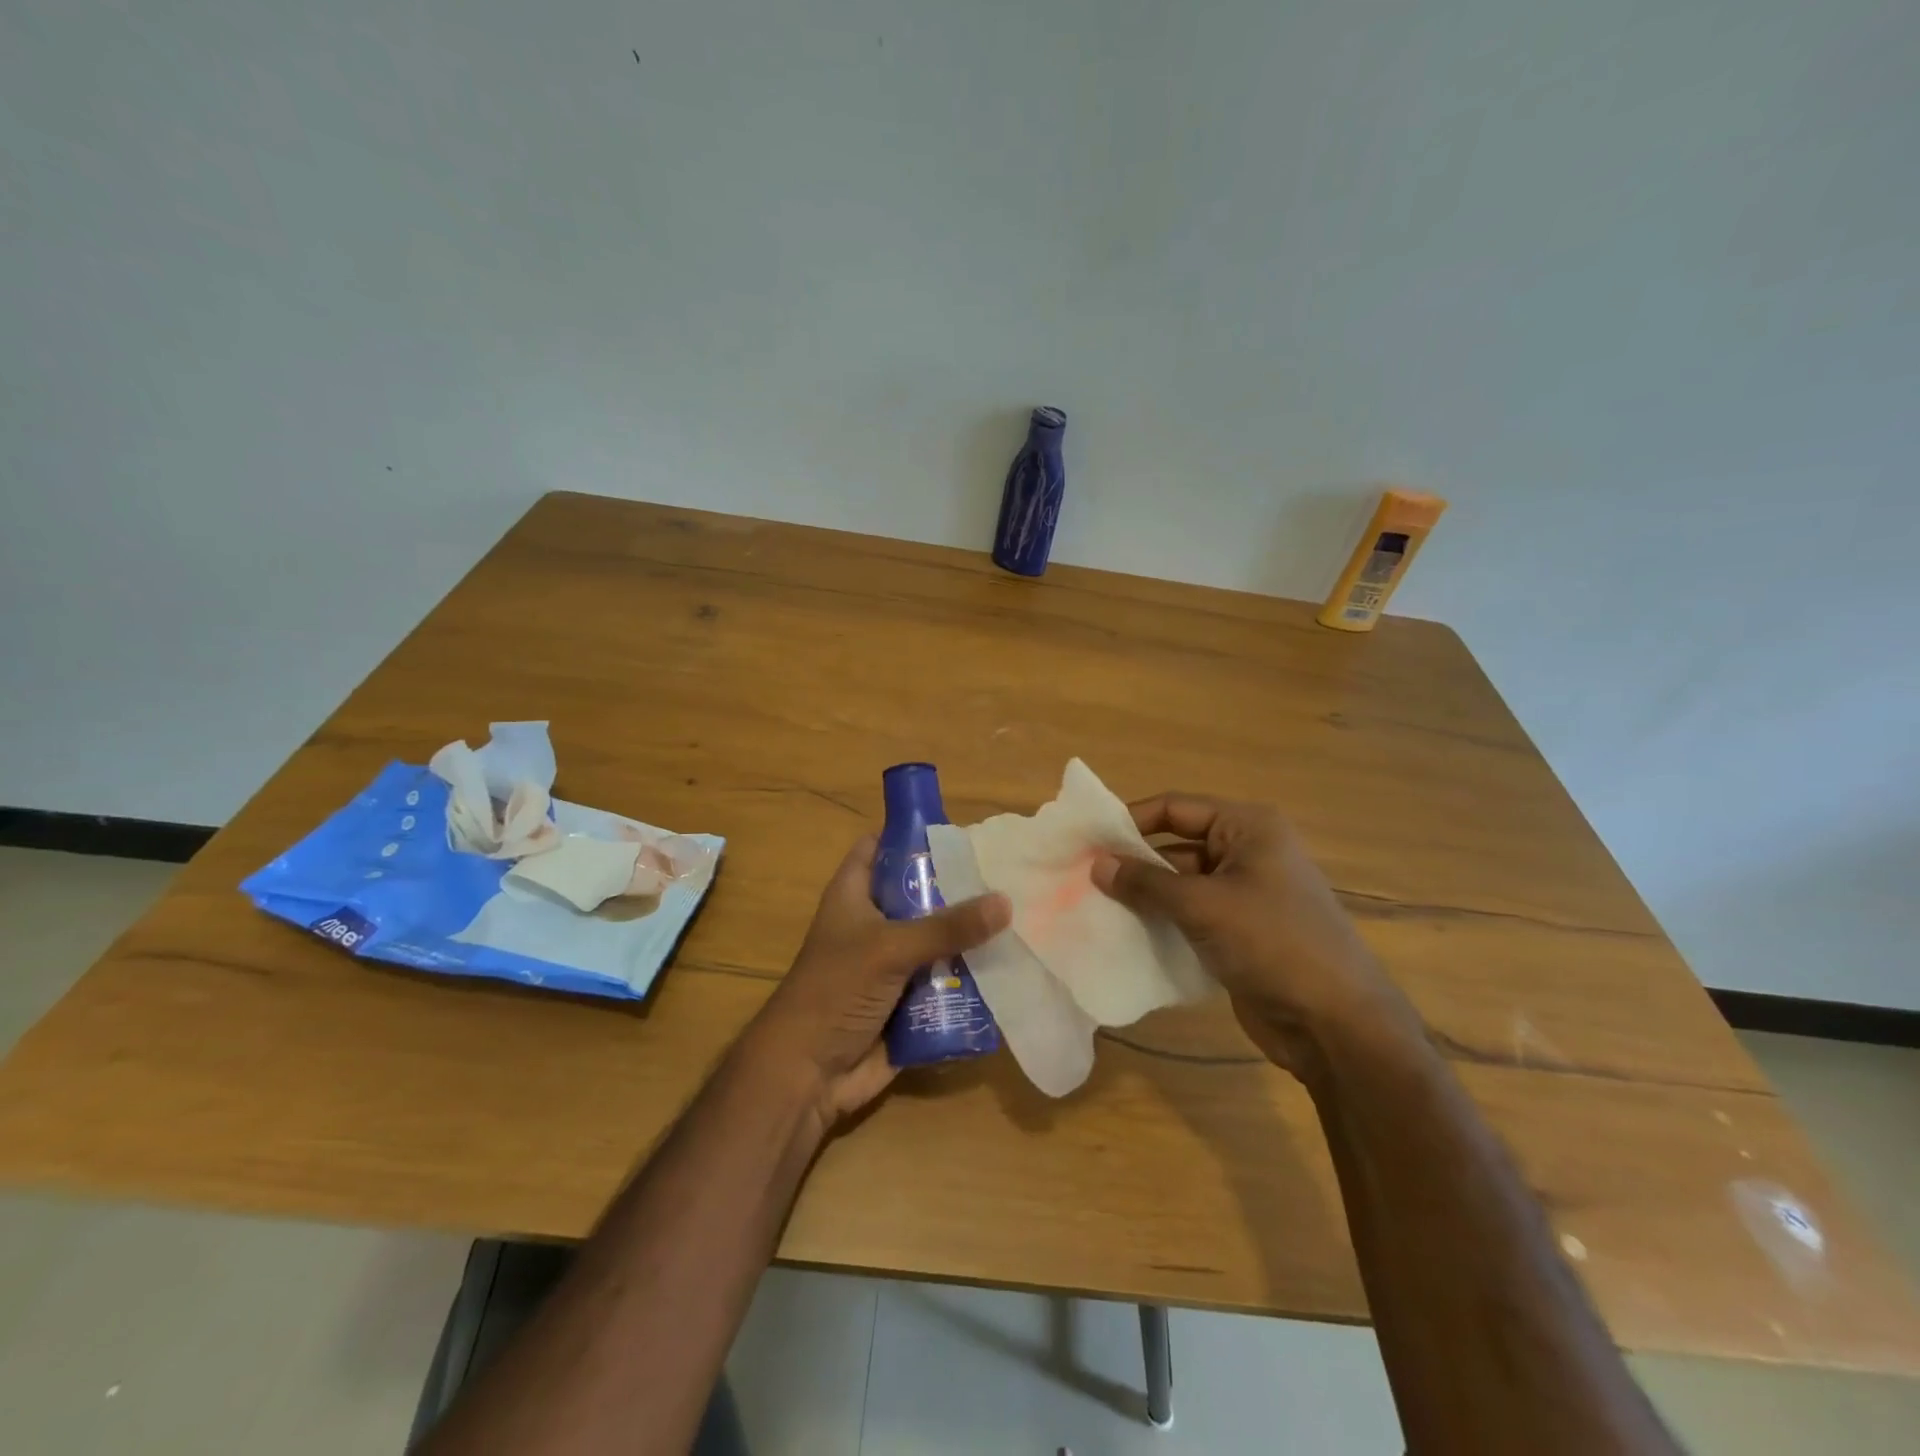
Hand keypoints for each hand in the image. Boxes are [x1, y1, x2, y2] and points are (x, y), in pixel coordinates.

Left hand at [747, 835, 1010, 1130]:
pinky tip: (1011, 965)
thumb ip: (946, 927)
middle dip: (958, 887)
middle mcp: (875, 924)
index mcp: (854, 896)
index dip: (911, 833)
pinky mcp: (910, 1000)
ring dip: (970, 936)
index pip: (879, 846)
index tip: (959, 830)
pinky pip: (946, 980)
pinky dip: (971, 976)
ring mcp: (892, 964)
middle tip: (1006, 875)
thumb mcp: (889, 949)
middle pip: (919, 893)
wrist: (808, 1075)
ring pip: (938, 938)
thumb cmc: (835, 992)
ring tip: (1021, 916)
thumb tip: (1005, 902)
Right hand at [1090, 793, 1413, 1078]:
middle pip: (1176, 846)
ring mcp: (1245, 895)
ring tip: (1094, 908)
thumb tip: (1096, 865)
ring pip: (1180, 884)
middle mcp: (1246, 853)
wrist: (1336, 1024)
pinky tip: (1125, 936)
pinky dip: (1161, 923)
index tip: (1086, 840)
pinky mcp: (1240, 933)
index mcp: (1248, 828)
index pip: (1175, 809)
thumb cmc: (1273, 943)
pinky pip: (1190, 916)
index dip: (1130, 821)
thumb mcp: (1203, 905)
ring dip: (1144, 897)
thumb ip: (1146, 883)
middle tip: (1082, 878)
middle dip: (1133, 863)